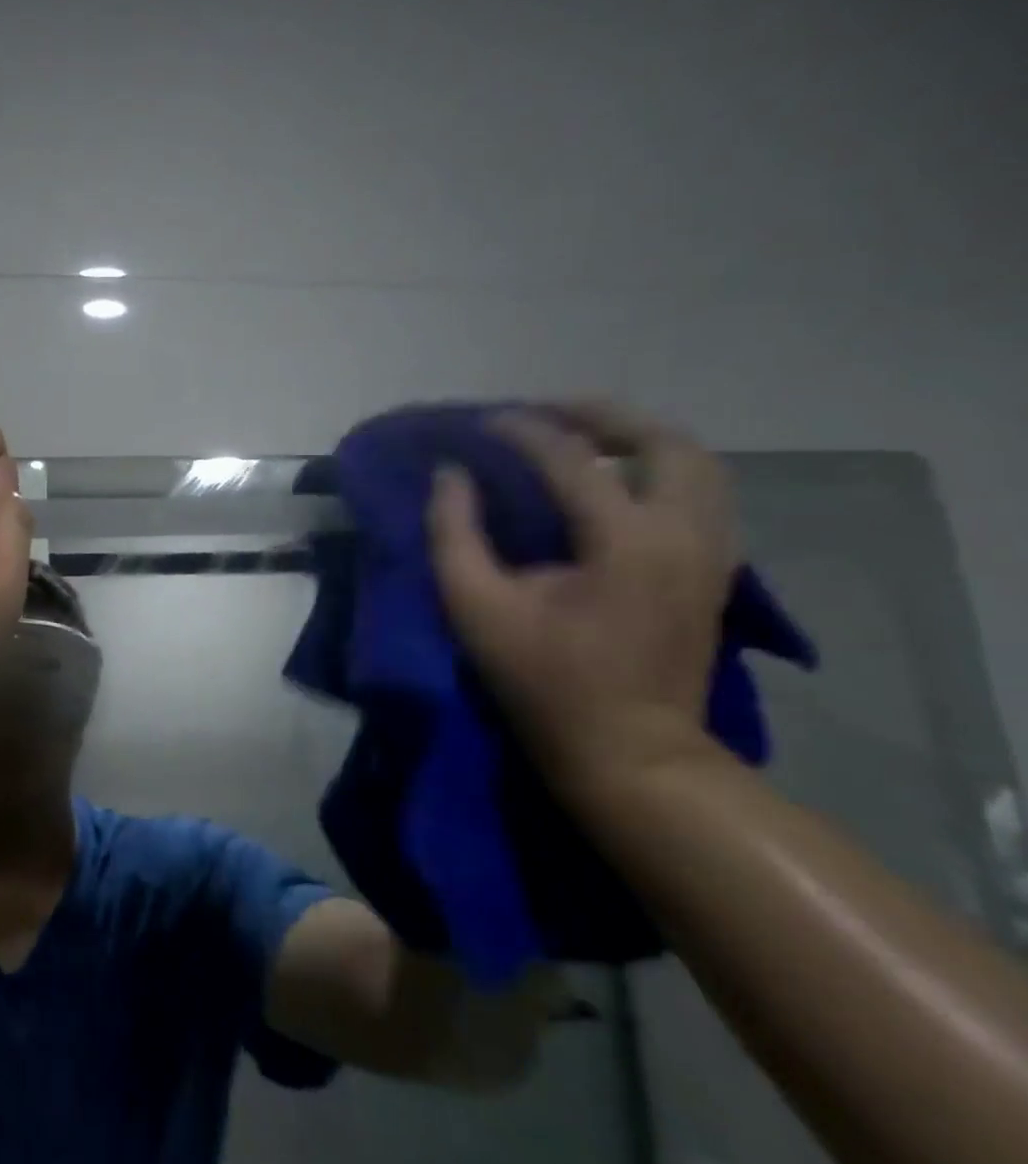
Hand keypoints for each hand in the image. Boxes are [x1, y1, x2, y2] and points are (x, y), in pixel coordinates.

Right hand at [425, 401, 737, 800]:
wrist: (629, 751)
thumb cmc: (543, 682)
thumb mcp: (477, 609)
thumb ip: (454, 534)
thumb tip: (450, 476)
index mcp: (624, 541)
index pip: (571, 459)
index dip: (521, 431)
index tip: (479, 423)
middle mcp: (683, 533)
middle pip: (662, 440)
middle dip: (600, 415)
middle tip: (544, 413)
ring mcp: (710, 551)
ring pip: (696, 461)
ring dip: (637, 436)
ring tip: (582, 436)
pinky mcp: (713, 569)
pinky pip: (701, 490)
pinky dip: (659, 467)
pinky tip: (617, 478)